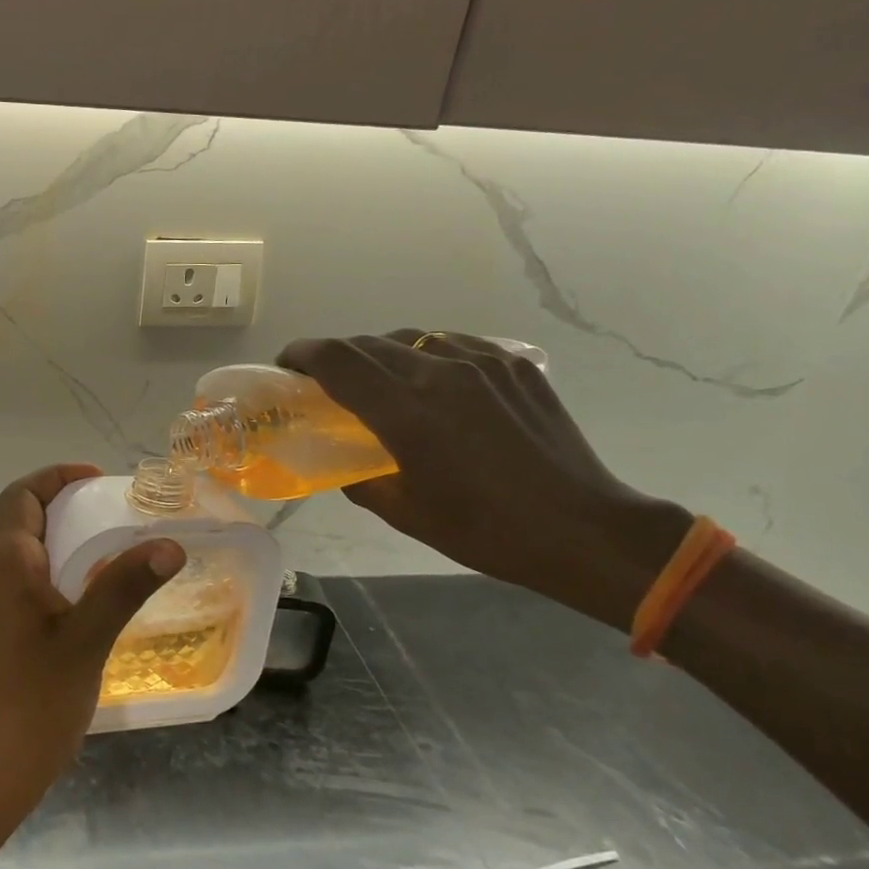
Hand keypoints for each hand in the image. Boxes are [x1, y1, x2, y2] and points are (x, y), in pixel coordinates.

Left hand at [0, 464, 184, 832]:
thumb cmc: (34, 701)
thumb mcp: (87, 639)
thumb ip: (124, 586)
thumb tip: (169, 544)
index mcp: (4, 562)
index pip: (22, 495)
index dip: (57, 477)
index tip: (98, 479)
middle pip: (20, 517)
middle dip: (62, 504)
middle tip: (112, 511)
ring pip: (20, 550)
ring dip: (58, 537)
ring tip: (108, 546)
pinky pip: (21, 579)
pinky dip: (51, 568)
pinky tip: (85, 594)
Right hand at [277, 332, 690, 630]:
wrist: (582, 528)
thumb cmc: (485, 530)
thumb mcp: (406, 513)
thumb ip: (361, 479)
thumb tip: (341, 465)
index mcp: (406, 412)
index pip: (337, 360)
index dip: (302, 355)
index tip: (286, 366)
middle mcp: (439, 372)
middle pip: (367, 343)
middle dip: (335, 355)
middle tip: (324, 380)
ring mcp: (480, 362)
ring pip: (409, 338)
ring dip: (379, 352)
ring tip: (378, 379)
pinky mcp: (512, 363)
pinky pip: (450, 344)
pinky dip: (424, 354)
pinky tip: (430, 379)